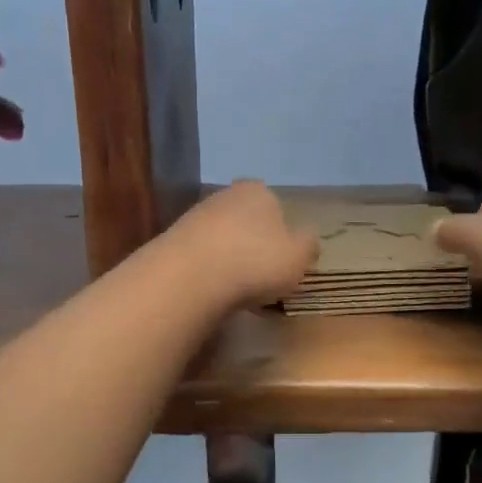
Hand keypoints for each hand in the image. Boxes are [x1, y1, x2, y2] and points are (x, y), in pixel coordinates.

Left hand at [166, 181, 318, 308]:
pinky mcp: (173, 239)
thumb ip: (308, 245)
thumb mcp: (299, 257)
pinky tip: (212, 290)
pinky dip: (208, 270)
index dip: (282, 233)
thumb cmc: (255, 261)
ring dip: (229, 258)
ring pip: (222, 237)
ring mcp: (195, 216)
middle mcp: (225, 195)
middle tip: (261, 275)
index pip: (276, 207)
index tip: (283, 260)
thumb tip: (308, 238)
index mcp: (259, 191)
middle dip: (253, 243)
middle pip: (247, 220)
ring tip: (236, 289)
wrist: (189, 276)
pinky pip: (201, 255)